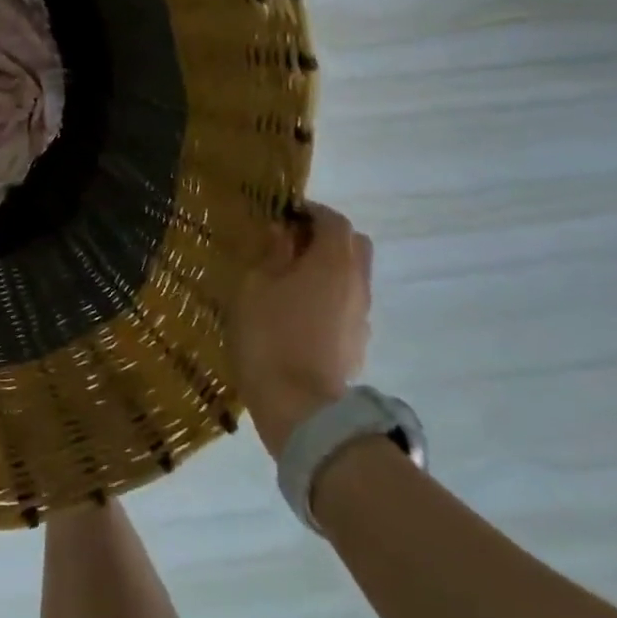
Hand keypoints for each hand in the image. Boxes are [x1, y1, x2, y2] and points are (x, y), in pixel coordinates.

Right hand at [226, 202, 371, 459]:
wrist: (299, 406)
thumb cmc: (269, 335)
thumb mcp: (254, 285)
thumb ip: (272, 254)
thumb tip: (283, 232)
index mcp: (333, 262)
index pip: (333, 221)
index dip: (310, 211)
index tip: (284, 214)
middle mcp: (357, 283)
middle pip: (355, 245)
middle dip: (327, 236)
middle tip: (291, 243)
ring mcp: (361, 315)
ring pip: (353, 275)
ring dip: (329, 267)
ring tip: (291, 278)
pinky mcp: (358, 342)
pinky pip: (347, 303)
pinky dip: (329, 295)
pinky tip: (299, 311)